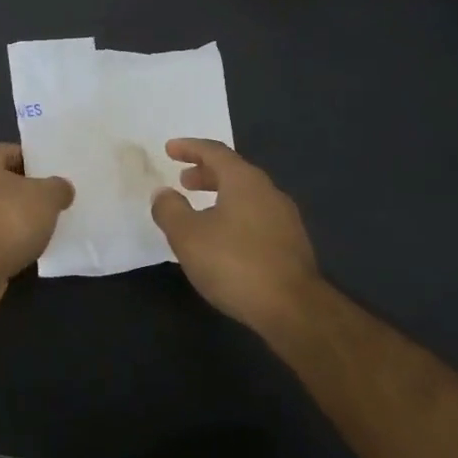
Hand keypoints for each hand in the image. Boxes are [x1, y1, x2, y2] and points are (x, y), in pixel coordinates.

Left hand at [0, 143, 74, 304]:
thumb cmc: (8, 218)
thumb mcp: (46, 197)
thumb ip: (58, 188)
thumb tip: (62, 189)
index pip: (11, 152)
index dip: (34, 160)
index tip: (54, 173)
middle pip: (3, 182)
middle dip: (27, 192)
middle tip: (53, 201)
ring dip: (17, 219)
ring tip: (44, 227)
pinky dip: (8, 241)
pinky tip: (27, 249)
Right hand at [149, 139, 320, 334]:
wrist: (294, 310)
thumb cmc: (235, 264)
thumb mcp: (188, 236)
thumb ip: (170, 209)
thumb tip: (163, 193)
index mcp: (244, 181)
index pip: (215, 151)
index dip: (190, 148)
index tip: (170, 149)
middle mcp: (269, 191)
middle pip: (234, 171)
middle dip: (206, 172)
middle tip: (184, 181)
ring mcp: (285, 218)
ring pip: (247, 196)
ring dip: (221, 196)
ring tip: (201, 211)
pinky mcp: (292, 244)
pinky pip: (257, 217)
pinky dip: (235, 215)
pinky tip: (225, 239)